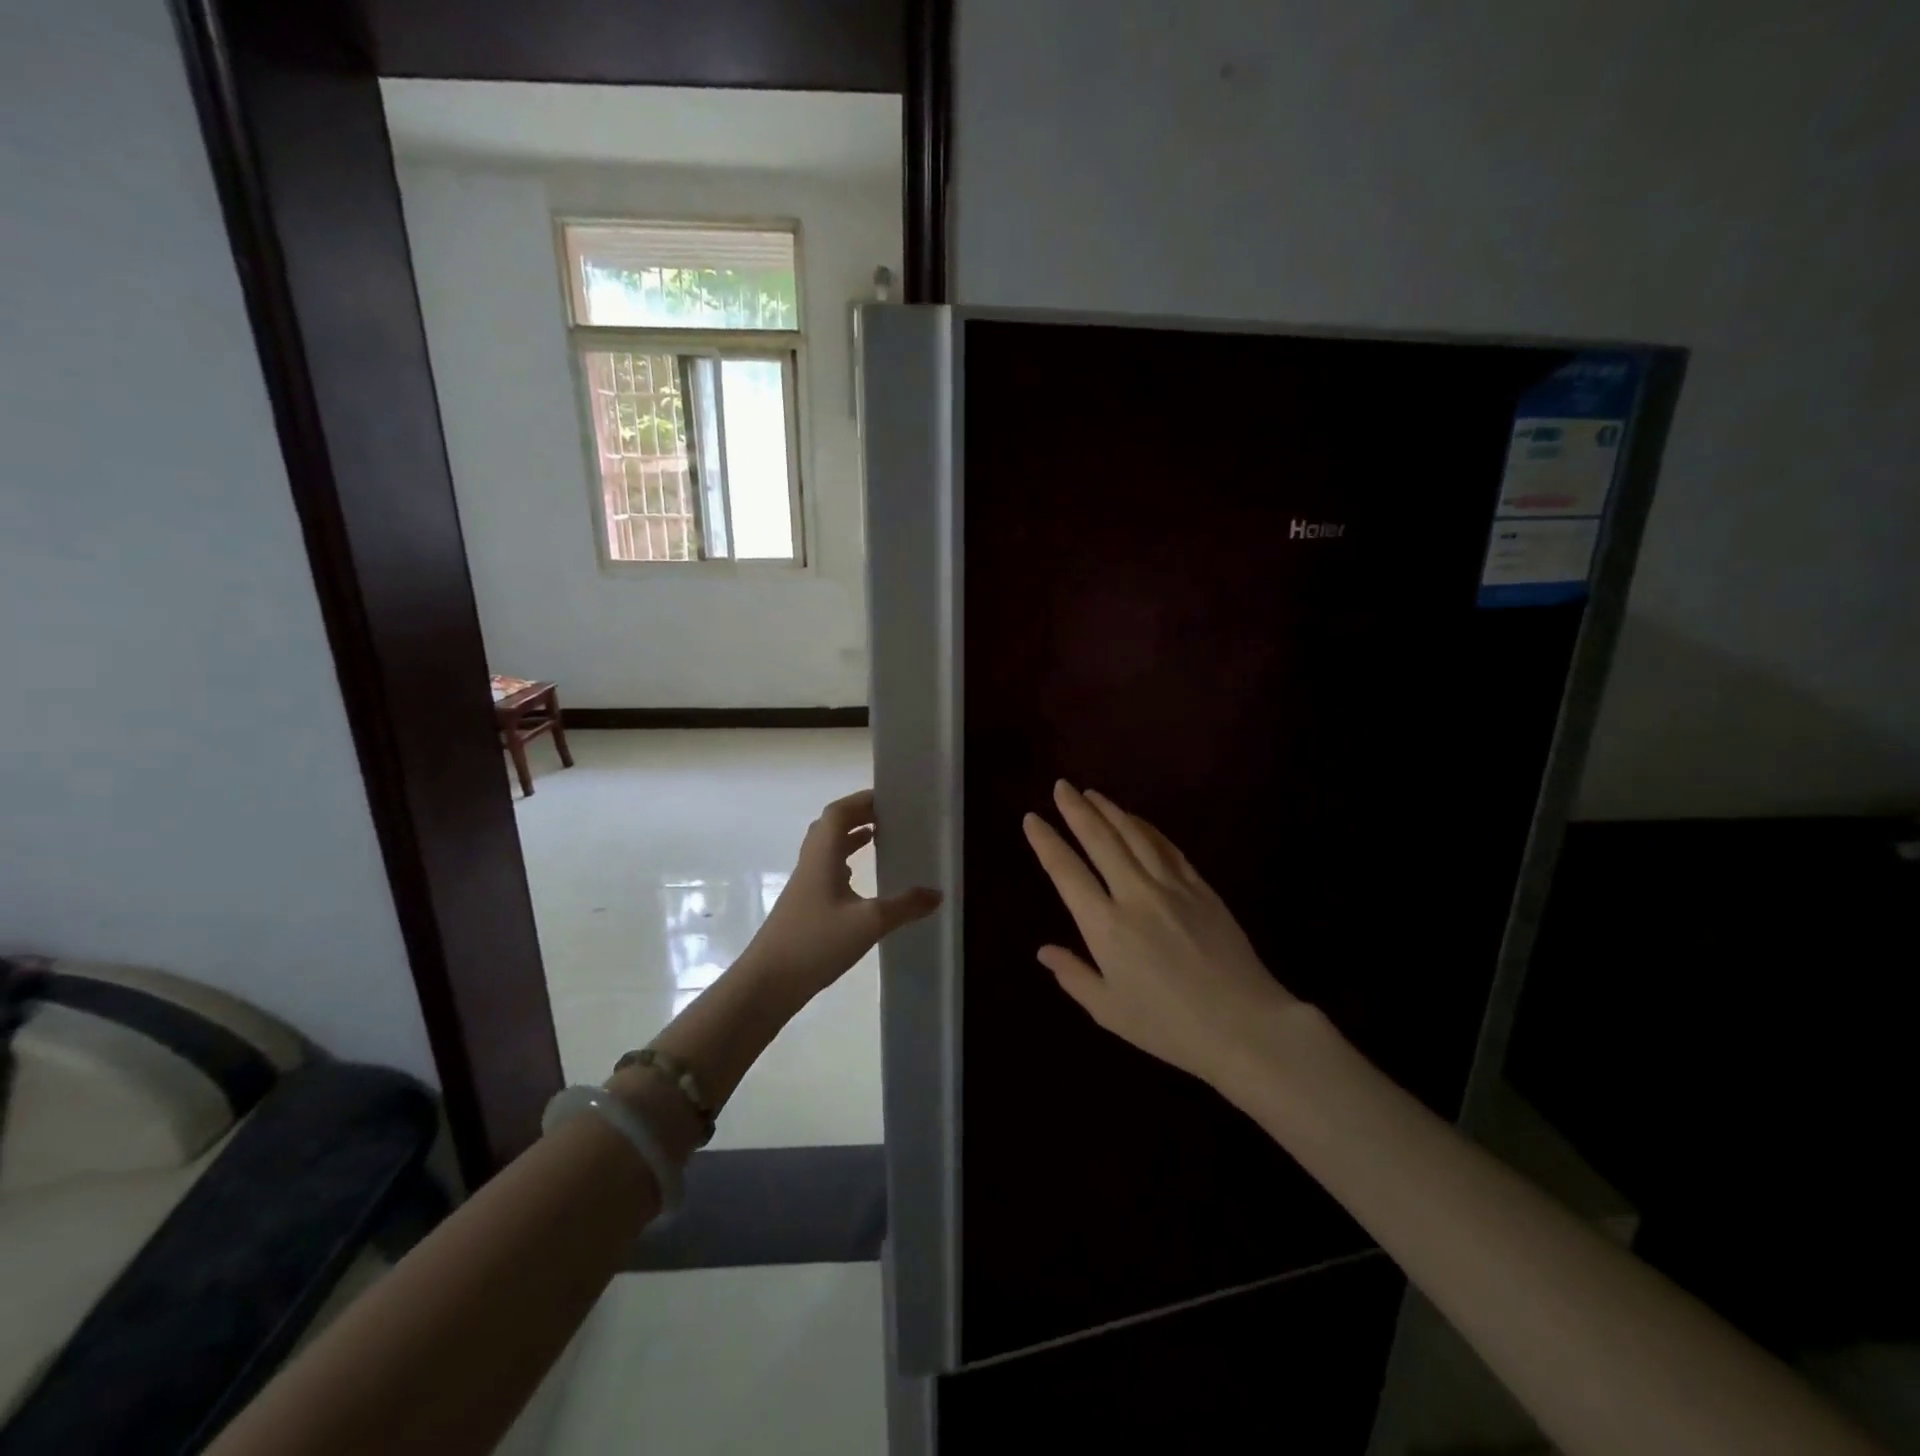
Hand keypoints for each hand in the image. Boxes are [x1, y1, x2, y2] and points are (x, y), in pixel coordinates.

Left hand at [743, 789, 941, 1006]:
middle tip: (889, 815)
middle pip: (831, 825)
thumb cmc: (815, 943)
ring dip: (850, 837)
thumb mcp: (869, 923)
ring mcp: (804, 884)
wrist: (767, 983)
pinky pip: (826, 869)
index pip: (839, 813)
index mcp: (822, 856)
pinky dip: (844, 862)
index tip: (890, 798)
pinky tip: (858, 878)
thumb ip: (904, 906)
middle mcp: (811, 863)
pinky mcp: (803, 905)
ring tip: (879, 836)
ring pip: (827, 848)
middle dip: (858, 815)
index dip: (862, 800)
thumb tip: (937, 893)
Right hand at [1022, 780, 1298, 1086]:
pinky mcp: (1201, 888)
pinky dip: (1147, 828)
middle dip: (1076, 810)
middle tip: (1061, 787)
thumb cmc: (1169, 1026)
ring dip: (1110, 810)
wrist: (1245, 1026)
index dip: (1046, 842)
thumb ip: (1073, 976)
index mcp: (1105, 926)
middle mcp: (1134, 895)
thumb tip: (1044, 951)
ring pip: (1135, 835)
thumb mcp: (1109, 1010)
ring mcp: (1172, 887)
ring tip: (1092, 794)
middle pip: (1100, 840)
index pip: (1066, 872)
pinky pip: (1168, 847)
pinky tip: (1136, 819)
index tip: (1032, 818)